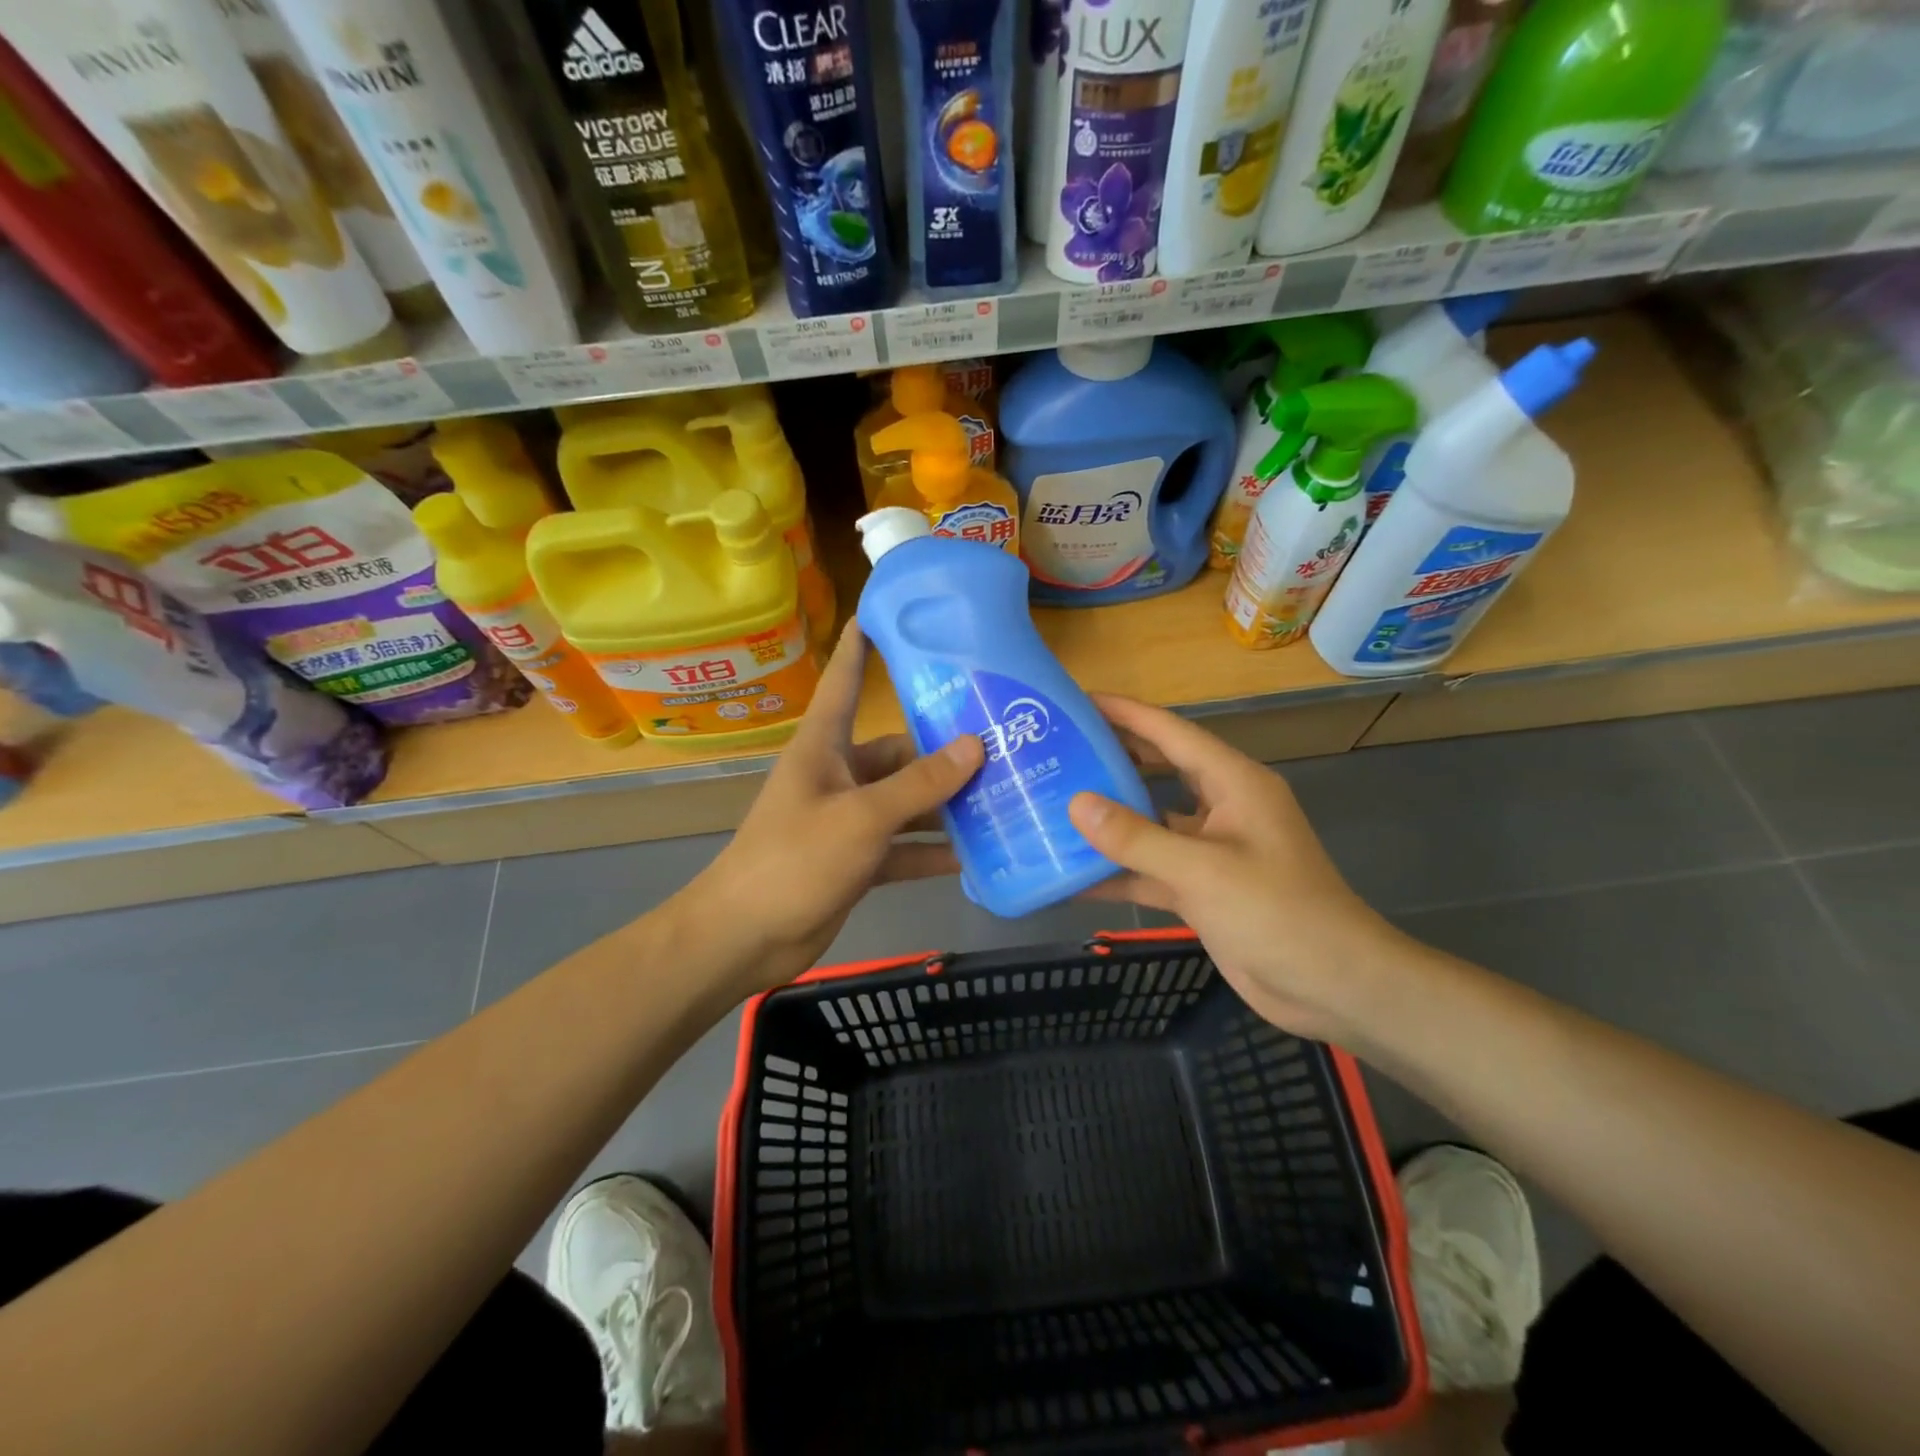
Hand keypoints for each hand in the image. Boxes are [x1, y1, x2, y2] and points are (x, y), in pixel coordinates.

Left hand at [681, 624, 982, 988]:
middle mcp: (837, 775)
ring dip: (944, 806)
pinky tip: (972, 856)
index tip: (882, 612)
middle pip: (897, 753)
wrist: (747, 937)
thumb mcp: (862, 817)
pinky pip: (901, 847)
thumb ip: (919, 784)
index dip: (861, 647)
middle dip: (943, 753)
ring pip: (904, 802)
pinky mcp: (855, 860)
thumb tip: (975, 745)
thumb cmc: (796, 860)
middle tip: (1001, 746)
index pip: (844, 682)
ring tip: (1001, 798)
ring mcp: (847, 820)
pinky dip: (930, 852)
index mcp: (824, 747)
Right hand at [1069, 696, 1408, 1042]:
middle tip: (1059, 751)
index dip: (1126, 713)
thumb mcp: (1203, 870)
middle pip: (1159, 770)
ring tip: (1056, 805)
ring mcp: (1211, 850)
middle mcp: (1222, 808)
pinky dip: (1119, 872)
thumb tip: (1076, 803)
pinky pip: (1152, 869)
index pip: (1172, 734)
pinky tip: (1074, 875)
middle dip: (1113, 759)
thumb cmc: (1277, 912)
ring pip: (1152, 822)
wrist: (1332, 987)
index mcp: (1234, 783)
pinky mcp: (1202, 889)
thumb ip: (1137, 837)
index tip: (1079, 701)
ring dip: (1110, 818)